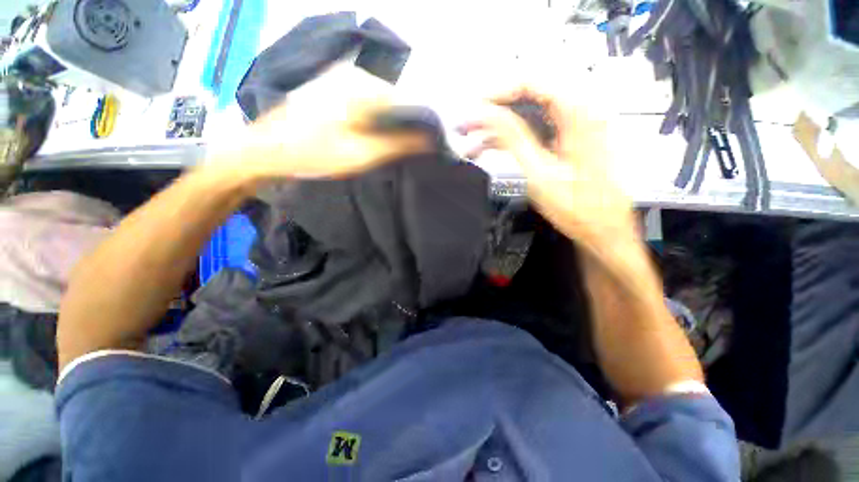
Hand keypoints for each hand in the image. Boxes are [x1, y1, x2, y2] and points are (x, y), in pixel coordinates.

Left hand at [209, 67, 433, 180]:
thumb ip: (399, 144)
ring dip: (388, 125)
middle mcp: (355, 75)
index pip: (408, 103)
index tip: (424, 148)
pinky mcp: (332, 89)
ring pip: (380, 104)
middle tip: (401, 152)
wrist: (265, 151)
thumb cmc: (314, 155)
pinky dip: (373, 121)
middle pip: (394, 102)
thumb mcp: (362, 154)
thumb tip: (431, 138)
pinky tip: (368, 137)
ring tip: (385, 147)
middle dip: (403, 126)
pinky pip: (365, 104)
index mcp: (363, 87)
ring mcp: (341, 80)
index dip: (419, 126)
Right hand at [458, 85, 635, 245]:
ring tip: (470, 143)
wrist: (600, 227)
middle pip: (526, 98)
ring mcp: (568, 128)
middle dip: (492, 113)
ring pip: (524, 117)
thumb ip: (514, 138)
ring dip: (495, 130)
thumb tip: (489, 115)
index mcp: (578, 115)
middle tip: (467, 126)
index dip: (499, 93)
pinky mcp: (561, 142)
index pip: (533, 83)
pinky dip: (507, 140)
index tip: (476, 107)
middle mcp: (576, 114)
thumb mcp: (540, 172)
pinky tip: (487, 149)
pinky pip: (529, 132)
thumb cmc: (578, 206)